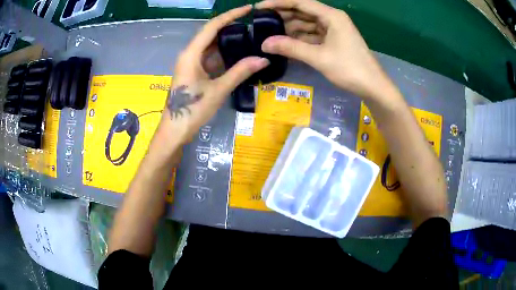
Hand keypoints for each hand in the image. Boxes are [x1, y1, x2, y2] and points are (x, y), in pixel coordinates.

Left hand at [158, 5, 269, 146]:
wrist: (175, 131)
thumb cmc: (192, 110)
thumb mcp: (218, 90)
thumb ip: (240, 72)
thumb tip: (263, 59)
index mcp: (191, 54)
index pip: (212, 26)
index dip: (230, 15)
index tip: (248, 9)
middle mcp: (189, 54)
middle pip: (211, 33)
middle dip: (231, 26)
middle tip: (252, 22)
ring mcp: (190, 63)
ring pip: (211, 46)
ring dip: (228, 41)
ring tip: (249, 35)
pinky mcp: (193, 72)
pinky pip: (210, 57)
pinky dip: (223, 54)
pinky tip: (237, 53)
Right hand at [256, 0, 393, 98]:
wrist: (373, 87)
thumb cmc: (350, 69)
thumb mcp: (319, 57)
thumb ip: (291, 48)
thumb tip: (264, 43)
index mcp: (331, 16)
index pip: (300, 2)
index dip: (278, 3)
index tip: (259, 7)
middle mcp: (332, 18)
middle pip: (303, 12)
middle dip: (283, 16)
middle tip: (261, 23)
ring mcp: (334, 30)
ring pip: (307, 24)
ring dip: (290, 29)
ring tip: (269, 35)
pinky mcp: (334, 40)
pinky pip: (313, 35)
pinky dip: (300, 39)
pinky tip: (286, 44)